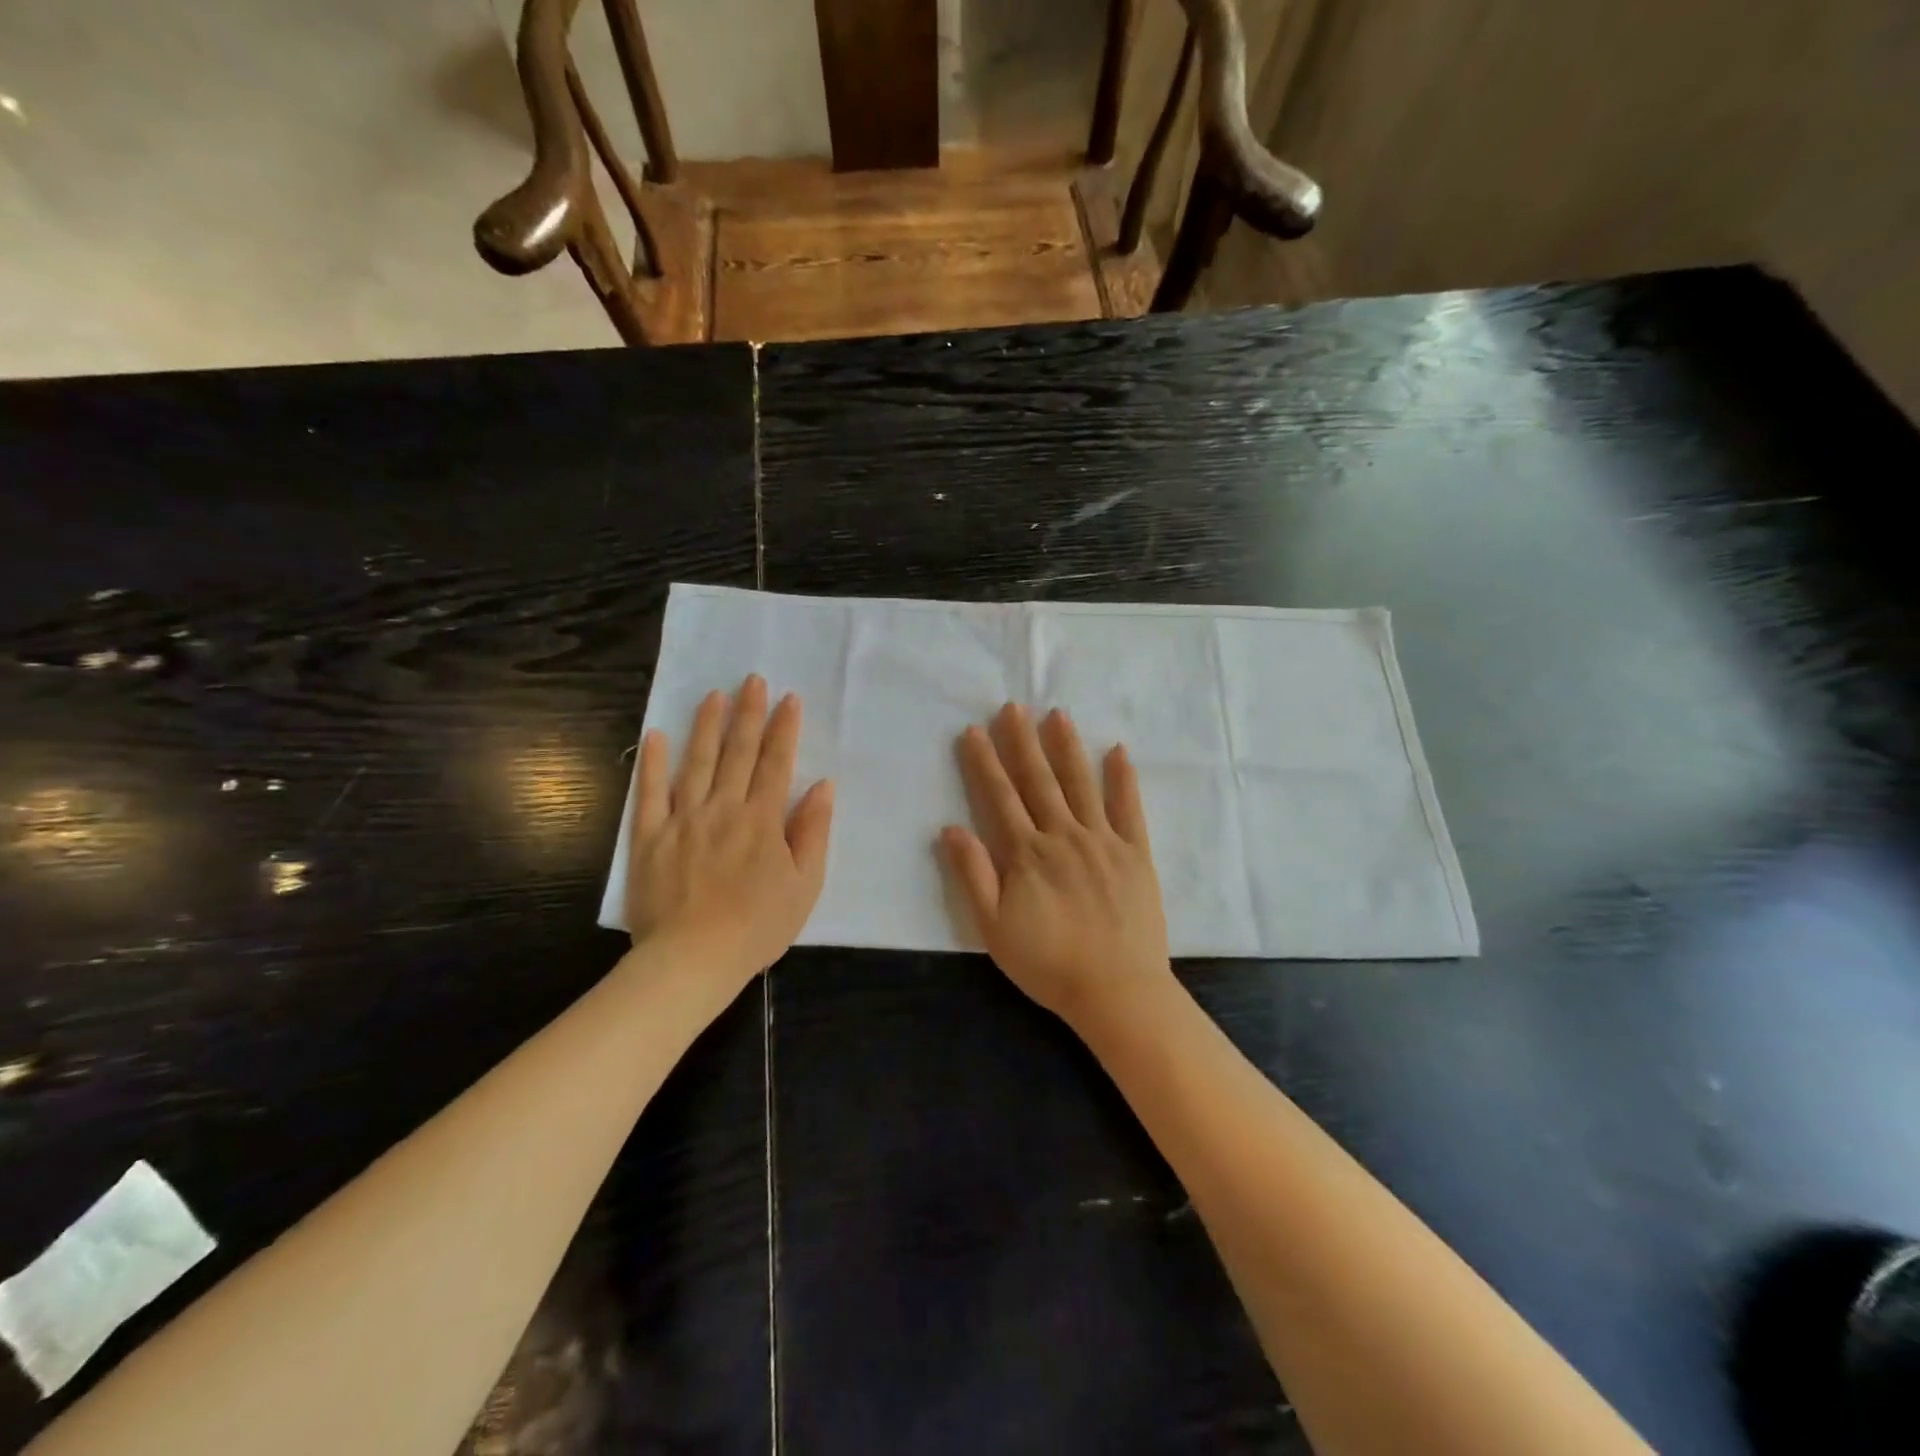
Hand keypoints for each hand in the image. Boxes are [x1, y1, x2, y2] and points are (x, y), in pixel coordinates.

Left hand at [625, 675, 833, 991]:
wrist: (693, 959)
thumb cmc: (758, 926)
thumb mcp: (805, 885)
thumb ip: (813, 832)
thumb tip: (823, 786)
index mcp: (762, 820)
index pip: (777, 763)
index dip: (784, 729)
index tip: (789, 698)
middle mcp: (723, 808)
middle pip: (738, 753)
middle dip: (748, 714)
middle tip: (752, 680)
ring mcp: (682, 820)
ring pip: (696, 762)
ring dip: (706, 726)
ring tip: (713, 695)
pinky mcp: (648, 837)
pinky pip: (649, 794)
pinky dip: (652, 763)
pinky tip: (657, 735)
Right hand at [941, 703, 1173, 1027]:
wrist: (1116, 991)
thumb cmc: (1049, 964)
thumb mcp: (994, 929)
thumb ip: (972, 876)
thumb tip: (950, 828)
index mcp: (1027, 854)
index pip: (1000, 797)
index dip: (985, 762)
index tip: (974, 730)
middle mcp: (1063, 836)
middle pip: (1039, 781)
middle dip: (1022, 741)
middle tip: (1013, 706)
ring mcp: (1103, 841)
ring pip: (1081, 784)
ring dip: (1067, 748)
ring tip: (1057, 715)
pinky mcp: (1136, 854)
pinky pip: (1129, 809)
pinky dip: (1123, 779)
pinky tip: (1118, 751)